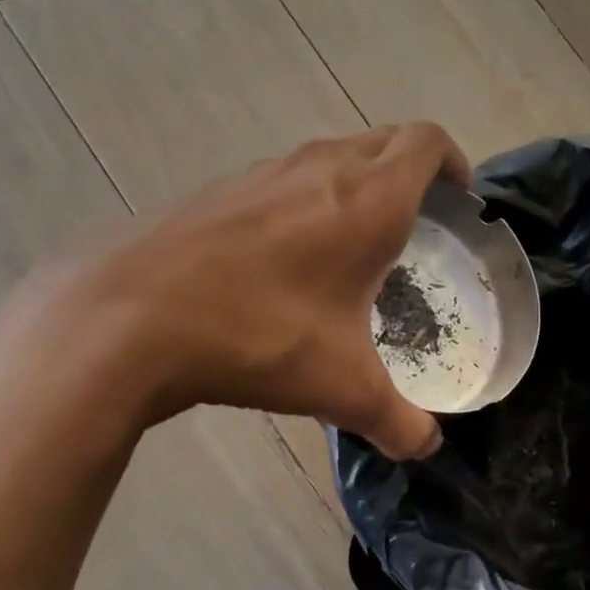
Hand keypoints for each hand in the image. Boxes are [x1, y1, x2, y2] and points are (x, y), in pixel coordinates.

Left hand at [0, 125, 470, 459]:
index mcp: (368, 200)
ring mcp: (262, 173)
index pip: (426, 142)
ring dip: (356, 183)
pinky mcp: (218, 191)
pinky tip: (288, 259)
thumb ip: (398, 422)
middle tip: (420, 223)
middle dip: (412, 171)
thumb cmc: (260, 335)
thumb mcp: (343, 389)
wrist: (128, 318)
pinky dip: (306, 200)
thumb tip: (426, 447)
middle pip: (383, 142)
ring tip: (357, 242)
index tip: (461, 198)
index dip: (454, 161)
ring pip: (330, 156)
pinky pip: (283, 180)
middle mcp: (319, 168)